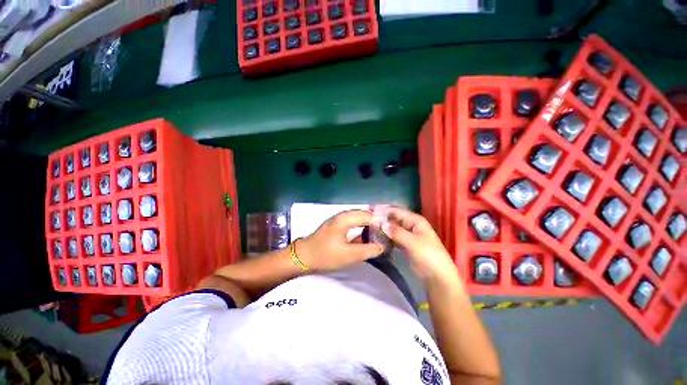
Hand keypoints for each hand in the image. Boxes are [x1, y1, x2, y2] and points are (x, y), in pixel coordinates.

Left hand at [297, 210, 384, 270]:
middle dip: (377, 220)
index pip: (368, 215)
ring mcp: (339, 218)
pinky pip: (354, 220)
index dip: (380, 222)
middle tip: (388, 231)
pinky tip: (368, 232)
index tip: (391, 231)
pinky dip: (363, 224)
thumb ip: (367, 250)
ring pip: (359, 216)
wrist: (304, 256)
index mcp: (345, 218)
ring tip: (381, 231)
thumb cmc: (325, 255)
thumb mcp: (348, 255)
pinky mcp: (338, 223)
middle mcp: (343, 214)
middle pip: (365, 213)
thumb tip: (382, 246)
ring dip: (370, 222)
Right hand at [374, 205, 457, 280]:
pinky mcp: (405, 244)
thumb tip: (382, 224)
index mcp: (416, 220)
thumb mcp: (413, 242)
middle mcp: (411, 225)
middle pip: (394, 218)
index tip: (371, 209)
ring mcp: (408, 234)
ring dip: (384, 227)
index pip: (397, 211)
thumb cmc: (428, 255)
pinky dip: (387, 236)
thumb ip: (397, 232)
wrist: (438, 276)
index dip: (385, 209)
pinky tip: (377, 237)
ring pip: (393, 227)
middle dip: (383, 218)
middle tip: (368, 219)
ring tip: (370, 227)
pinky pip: (394, 236)